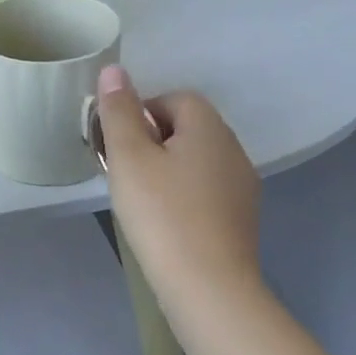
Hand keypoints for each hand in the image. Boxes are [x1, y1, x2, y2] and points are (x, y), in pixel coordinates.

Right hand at [96, 65, 263, 312]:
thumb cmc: (162, 213)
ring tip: (139, 196)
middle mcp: (233, 149)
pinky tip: (164, 220)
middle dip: (151, 139)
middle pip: (187, 127)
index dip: (141, 112)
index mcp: (208, 128)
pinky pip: (205, 187)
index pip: (174, 98)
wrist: (207, 285)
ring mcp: (241, 185)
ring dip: (166, 167)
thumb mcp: (128, 157)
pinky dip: (182, 193)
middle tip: (123, 170)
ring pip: (196, 158)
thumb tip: (114, 70)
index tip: (119, 144)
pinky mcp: (239, 216)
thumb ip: (119, 111)